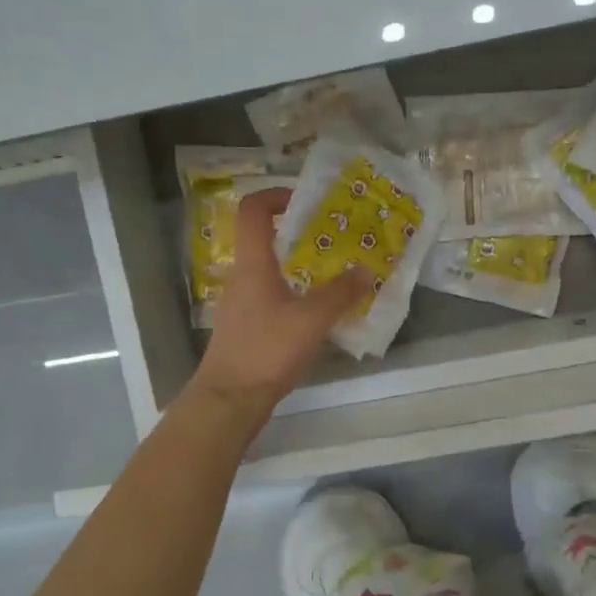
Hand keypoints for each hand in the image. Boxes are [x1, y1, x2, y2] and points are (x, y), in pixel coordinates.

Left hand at [191, 188, 371, 422]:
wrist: (229, 400)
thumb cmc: (267, 351)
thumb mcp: (312, 320)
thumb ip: (341, 293)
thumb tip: (366, 270)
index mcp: (253, 265)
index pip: (253, 211)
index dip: (276, 195)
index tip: (306, 201)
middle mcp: (242, 278)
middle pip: (265, 240)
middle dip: (299, 235)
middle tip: (334, 241)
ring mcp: (240, 304)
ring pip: (270, 272)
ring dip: (299, 268)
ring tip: (333, 277)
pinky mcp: (245, 328)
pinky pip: (271, 298)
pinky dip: (294, 295)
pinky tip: (317, 315)